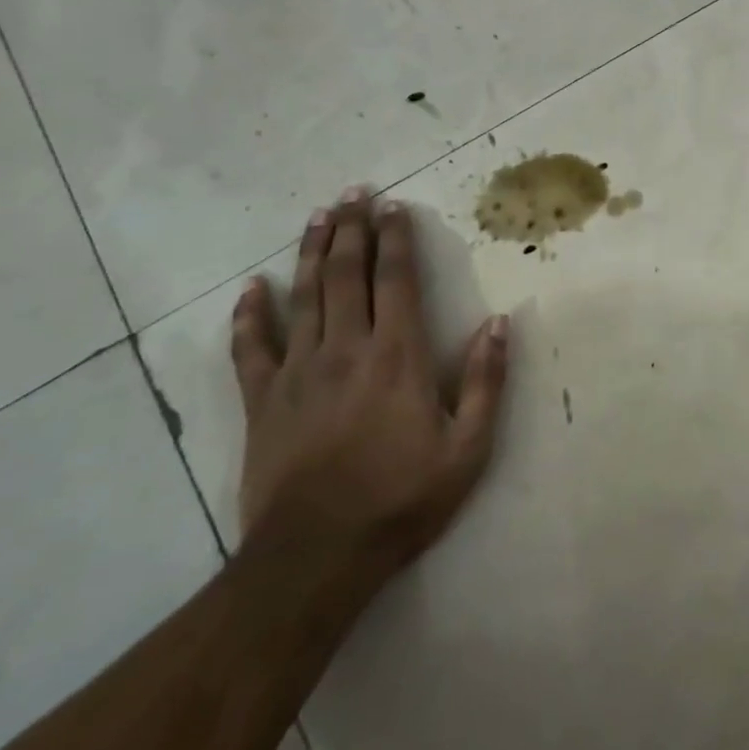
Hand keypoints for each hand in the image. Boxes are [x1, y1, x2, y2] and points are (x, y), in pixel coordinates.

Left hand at [230, 188, 509, 568]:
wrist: (317, 556)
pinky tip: (251, 289)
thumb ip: (487, 381)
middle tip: (354, 192)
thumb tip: (498, 322)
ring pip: (303, 296)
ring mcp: (298, 372)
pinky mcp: (263, 400)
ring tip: (318, 215)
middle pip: (345, 274)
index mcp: (397, 356)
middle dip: (352, 228)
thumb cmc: (402, 499)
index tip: (393, 207)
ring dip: (310, 251)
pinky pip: (251, 348)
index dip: (395, 239)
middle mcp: (346, 349)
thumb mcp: (468, 448)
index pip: (395, 280)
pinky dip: (250, 315)